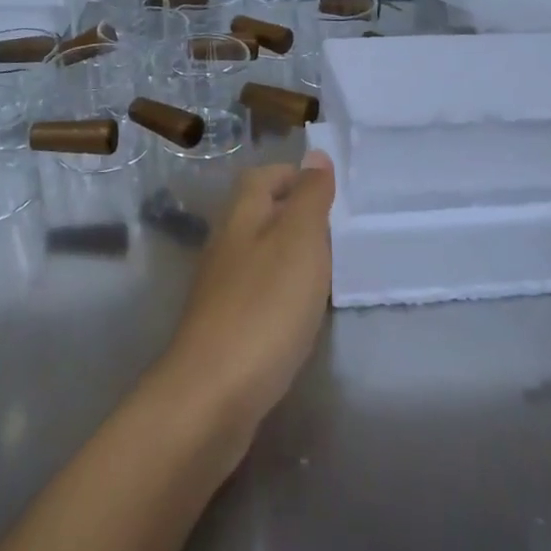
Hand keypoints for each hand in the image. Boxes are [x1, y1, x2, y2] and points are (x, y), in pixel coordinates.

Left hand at [149, 151, 334, 466]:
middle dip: (294, 214)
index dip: (293, 175)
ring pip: (257, 254)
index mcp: (241, 216)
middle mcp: (225, 245)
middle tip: (336, 230)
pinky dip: (280, 291)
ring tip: (326, 269)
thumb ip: (309, 196)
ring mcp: (220, 289)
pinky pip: (256, 293)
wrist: (213, 394)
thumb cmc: (265, 306)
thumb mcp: (299, 240)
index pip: (262, 177)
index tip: (329, 190)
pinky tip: (299, 312)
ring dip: (288, 254)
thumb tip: (315, 155)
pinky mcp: (223, 328)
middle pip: (258, 214)